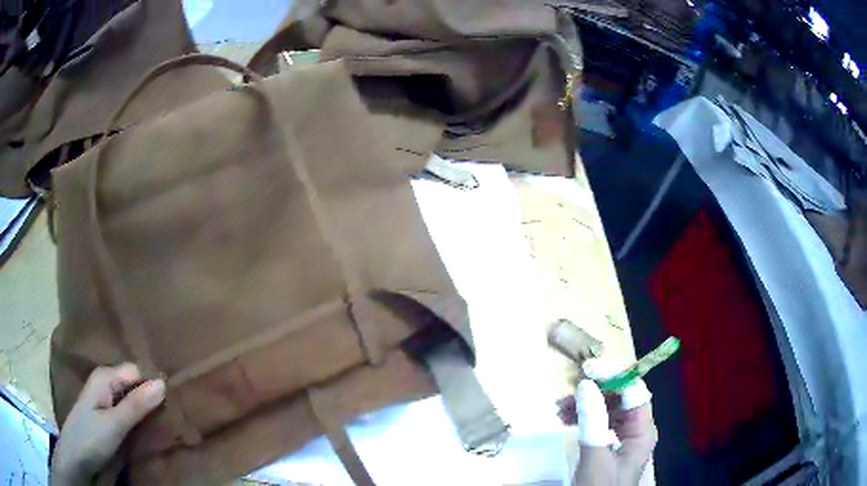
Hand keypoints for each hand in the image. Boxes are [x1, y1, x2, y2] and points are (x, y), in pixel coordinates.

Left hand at [51, 363, 165, 485]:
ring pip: (131, 397)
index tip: (176, 399)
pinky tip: (149, 427)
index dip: (154, 383)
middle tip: (175, 412)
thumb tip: (163, 382)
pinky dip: (138, 416)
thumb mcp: (115, 425)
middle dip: (151, 395)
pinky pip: (126, 409)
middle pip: (134, 383)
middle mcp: (104, 382)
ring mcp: (104, 398)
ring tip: (167, 420)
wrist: (75, 457)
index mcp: (105, 376)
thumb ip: (137, 405)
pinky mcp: (106, 414)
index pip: (137, 371)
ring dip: (146, 408)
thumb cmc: (91, 438)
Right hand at [557, 360, 656, 485]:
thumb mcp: (594, 456)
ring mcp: (627, 437)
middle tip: (569, 393)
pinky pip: (602, 422)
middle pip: (622, 398)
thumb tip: (586, 384)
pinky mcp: (614, 444)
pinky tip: (568, 419)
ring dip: (587, 404)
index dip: (614, 376)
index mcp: (643, 431)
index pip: (635, 391)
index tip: (587, 370)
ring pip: (610, 408)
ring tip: (561, 408)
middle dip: (596, 392)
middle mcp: (639, 429)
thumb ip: (592, 420)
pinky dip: (585, 417)